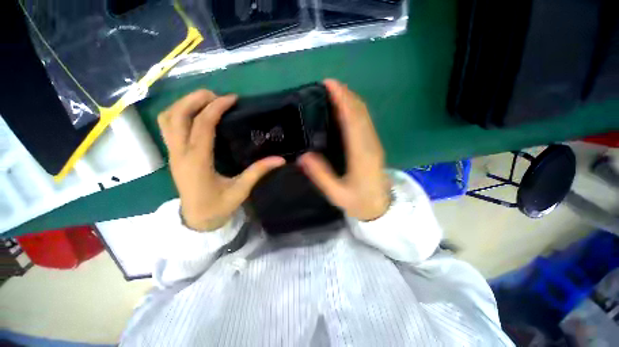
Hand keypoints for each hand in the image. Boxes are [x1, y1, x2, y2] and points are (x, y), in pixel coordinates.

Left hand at [158, 90, 284, 230]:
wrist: (196, 220)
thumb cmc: (218, 207)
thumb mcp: (241, 190)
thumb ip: (258, 172)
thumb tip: (280, 159)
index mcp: (198, 161)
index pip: (202, 125)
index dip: (216, 108)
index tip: (232, 99)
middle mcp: (180, 153)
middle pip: (177, 115)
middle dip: (195, 99)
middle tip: (217, 95)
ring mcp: (173, 153)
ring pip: (167, 119)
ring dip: (184, 104)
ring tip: (205, 100)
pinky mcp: (173, 155)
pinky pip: (167, 127)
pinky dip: (178, 113)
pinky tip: (194, 114)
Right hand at [298, 79, 390, 220]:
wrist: (381, 208)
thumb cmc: (359, 202)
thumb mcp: (337, 193)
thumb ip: (321, 175)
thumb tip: (303, 156)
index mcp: (361, 154)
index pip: (353, 120)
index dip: (343, 100)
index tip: (330, 85)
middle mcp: (370, 144)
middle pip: (360, 112)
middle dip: (346, 95)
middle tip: (328, 85)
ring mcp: (374, 143)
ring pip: (364, 115)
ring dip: (351, 100)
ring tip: (335, 92)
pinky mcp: (373, 145)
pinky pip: (365, 122)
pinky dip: (355, 110)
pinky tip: (344, 109)